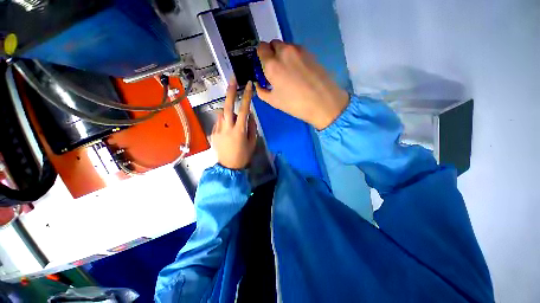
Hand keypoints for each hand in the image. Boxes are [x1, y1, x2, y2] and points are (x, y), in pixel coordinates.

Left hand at [211, 80, 256, 169]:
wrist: (228, 167)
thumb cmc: (244, 156)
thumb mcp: (252, 142)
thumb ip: (252, 127)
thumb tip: (250, 115)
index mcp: (240, 130)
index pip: (244, 109)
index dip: (247, 97)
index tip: (249, 85)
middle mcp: (227, 128)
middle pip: (228, 106)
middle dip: (230, 91)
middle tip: (232, 79)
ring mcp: (218, 130)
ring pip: (222, 113)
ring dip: (229, 111)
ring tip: (235, 120)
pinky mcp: (213, 133)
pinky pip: (219, 122)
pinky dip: (224, 121)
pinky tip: (229, 129)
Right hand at [255, 40, 349, 129]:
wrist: (323, 102)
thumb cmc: (295, 104)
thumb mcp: (274, 101)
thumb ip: (261, 91)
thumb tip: (258, 84)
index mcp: (272, 64)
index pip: (261, 48)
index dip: (261, 56)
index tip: (264, 67)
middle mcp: (284, 52)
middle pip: (273, 44)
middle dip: (272, 54)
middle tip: (276, 71)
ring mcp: (299, 50)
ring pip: (285, 46)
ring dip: (283, 55)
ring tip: (289, 72)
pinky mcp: (310, 53)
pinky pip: (296, 50)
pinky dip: (293, 57)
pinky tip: (299, 72)